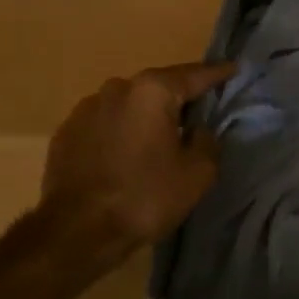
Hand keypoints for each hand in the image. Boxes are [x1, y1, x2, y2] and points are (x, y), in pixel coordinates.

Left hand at [39, 61, 234, 257]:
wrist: (77, 230)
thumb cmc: (144, 197)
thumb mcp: (197, 174)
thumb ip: (207, 142)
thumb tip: (197, 130)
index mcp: (153, 91)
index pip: (194, 75)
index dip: (217, 74)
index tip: (232, 68)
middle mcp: (117, 88)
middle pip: (157, 88)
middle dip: (176, 99)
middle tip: (194, 115)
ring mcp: (86, 108)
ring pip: (127, 106)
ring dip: (142, 118)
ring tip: (153, 142)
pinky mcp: (66, 132)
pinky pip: (103, 125)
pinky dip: (117, 134)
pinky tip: (121, 157)